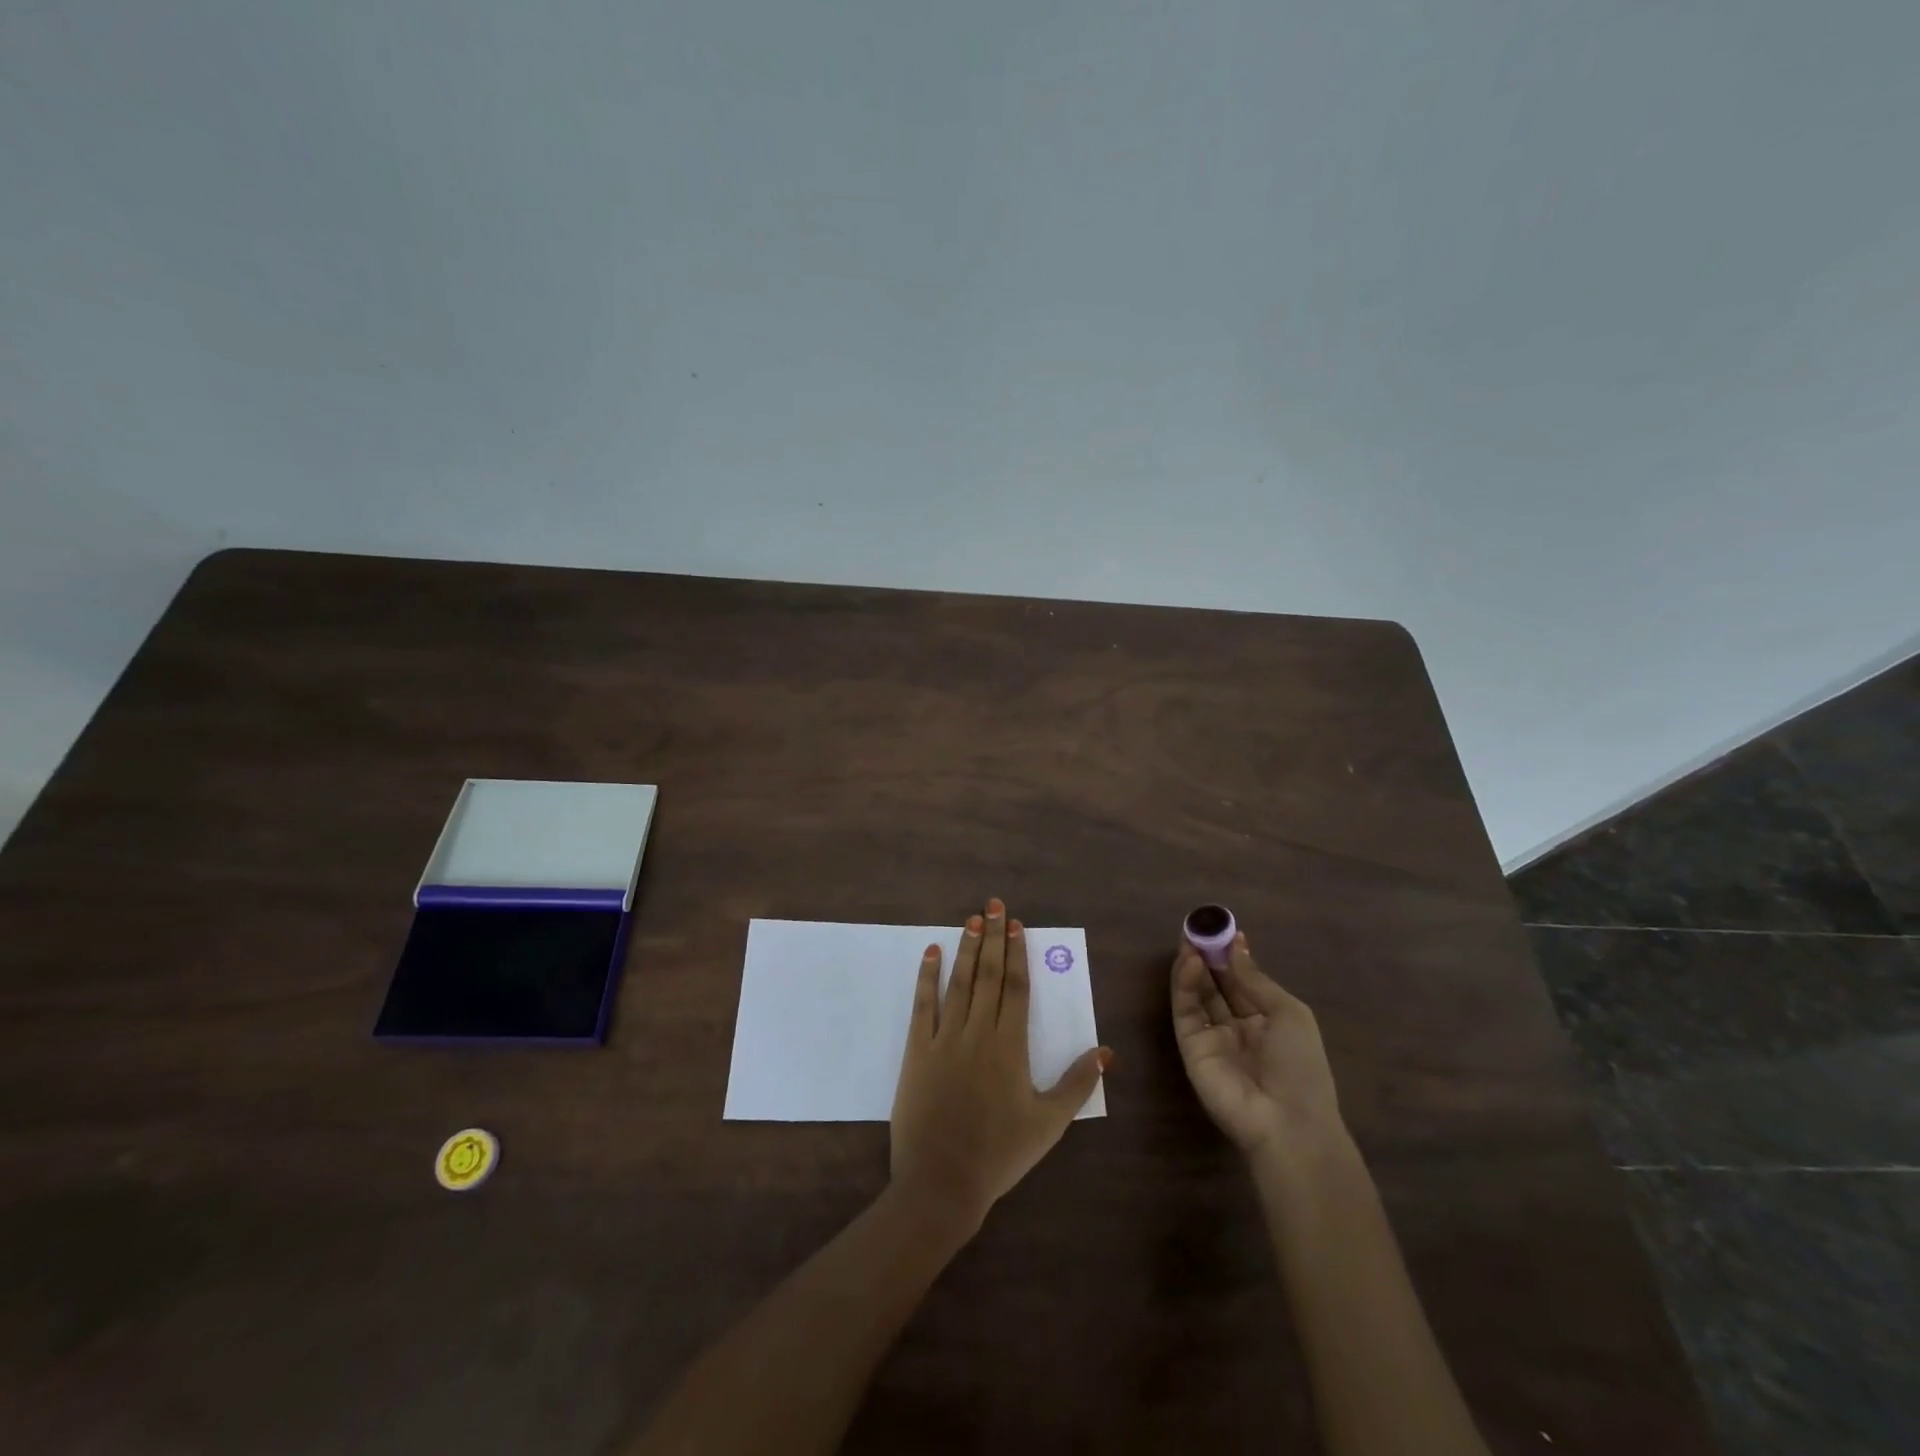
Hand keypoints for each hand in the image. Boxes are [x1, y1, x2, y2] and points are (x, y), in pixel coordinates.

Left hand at [890, 897, 1110, 1235]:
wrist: (942, 1182)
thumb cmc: (1000, 1154)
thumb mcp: (1049, 1123)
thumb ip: (1077, 1084)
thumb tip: (1105, 1051)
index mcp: (1010, 1046)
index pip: (1016, 988)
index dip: (1017, 953)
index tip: (1016, 925)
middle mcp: (978, 1032)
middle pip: (989, 975)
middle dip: (993, 937)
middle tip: (993, 904)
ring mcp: (944, 1038)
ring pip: (959, 983)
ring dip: (967, 949)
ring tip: (971, 919)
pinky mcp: (916, 1051)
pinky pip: (922, 1005)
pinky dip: (926, 977)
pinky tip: (931, 953)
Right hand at [1170, 930, 1343, 1160]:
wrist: (1287, 1122)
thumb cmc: (1300, 1066)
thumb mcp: (1288, 1013)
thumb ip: (1254, 979)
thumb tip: (1236, 944)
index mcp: (1265, 1020)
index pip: (1241, 981)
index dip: (1230, 955)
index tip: (1220, 928)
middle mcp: (1236, 1026)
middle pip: (1215, 984)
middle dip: (1207, 956)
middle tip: (1197, 928)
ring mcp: (1211, 1037)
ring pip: (1196, 994)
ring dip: (1192, 966)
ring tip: (1190, 940)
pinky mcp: (1190, 1046)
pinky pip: (1185, 1010)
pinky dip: (1185, 984)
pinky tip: (1191, 963)